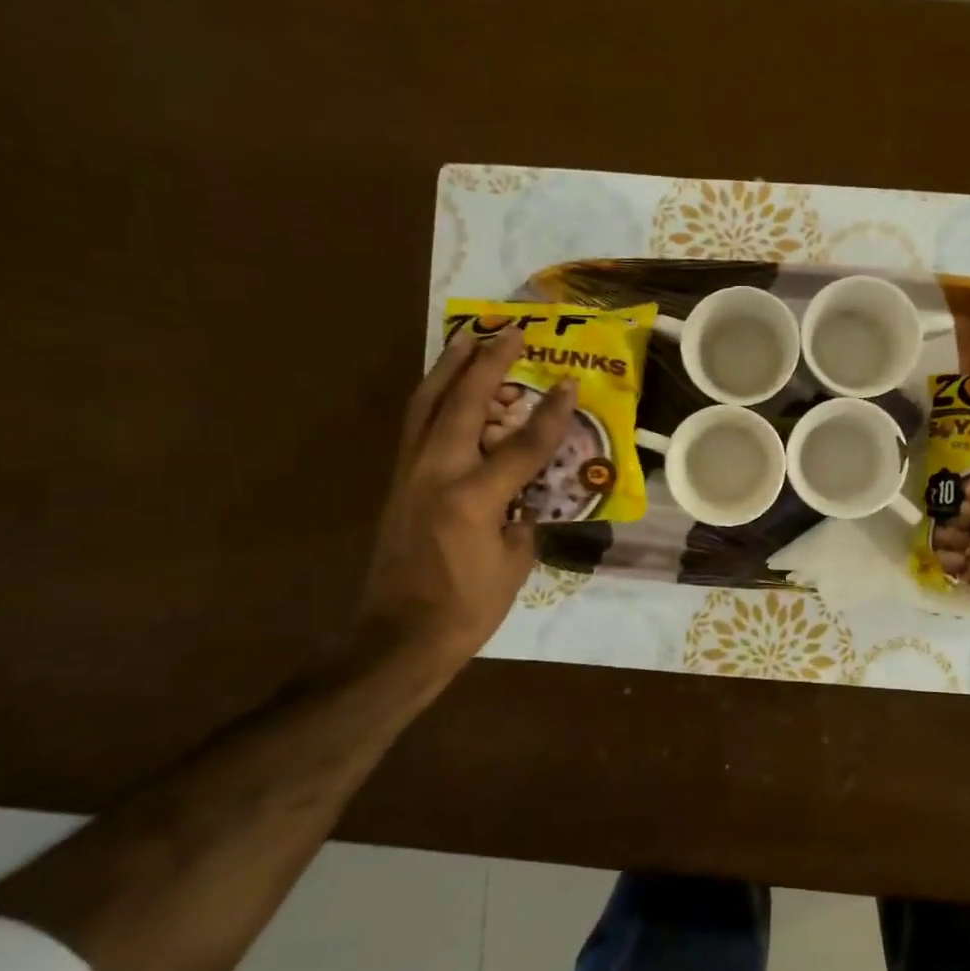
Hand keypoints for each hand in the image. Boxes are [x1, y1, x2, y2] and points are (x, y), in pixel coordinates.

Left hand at [354, 327, 575, 671]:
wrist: (397, 638)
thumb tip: (526, 491)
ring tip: (469, 338)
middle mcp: (437, 473)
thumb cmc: (466, 609)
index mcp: (473, 497)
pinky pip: (417, 425)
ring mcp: (410, 474)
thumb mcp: (513, 563)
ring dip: (451, 367)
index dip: (552, 413)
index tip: (571, 383)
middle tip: (511, 332)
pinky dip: (434, 397)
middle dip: (490, 363)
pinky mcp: (397, 482)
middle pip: (464, 403)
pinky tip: (447, 387)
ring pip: (428, 404)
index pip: (523, 444)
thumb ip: (523, 516)